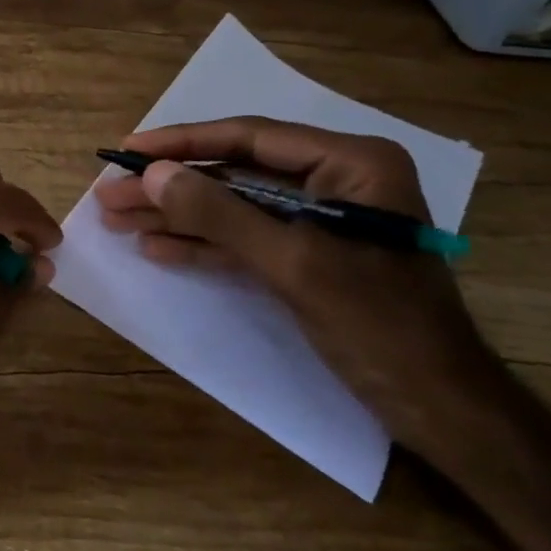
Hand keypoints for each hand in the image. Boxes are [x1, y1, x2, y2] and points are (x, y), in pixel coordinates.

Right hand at [91, 116, 509, 458]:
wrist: (441, 412)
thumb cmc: (380, 326)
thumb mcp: (294, 263)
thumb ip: (220, 214)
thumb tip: (151, 174)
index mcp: (350, 163)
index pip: (250, 138)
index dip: (183, 143)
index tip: (128, 149)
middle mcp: (335, 181)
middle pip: (234, 174)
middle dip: (171, 187)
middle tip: (109, 193)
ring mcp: (320, 222)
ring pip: (233, 208)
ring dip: (177, 217)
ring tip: (117, 220)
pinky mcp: (308, 258)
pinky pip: (246, 241)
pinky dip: (203, 246)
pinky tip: (157, 248)